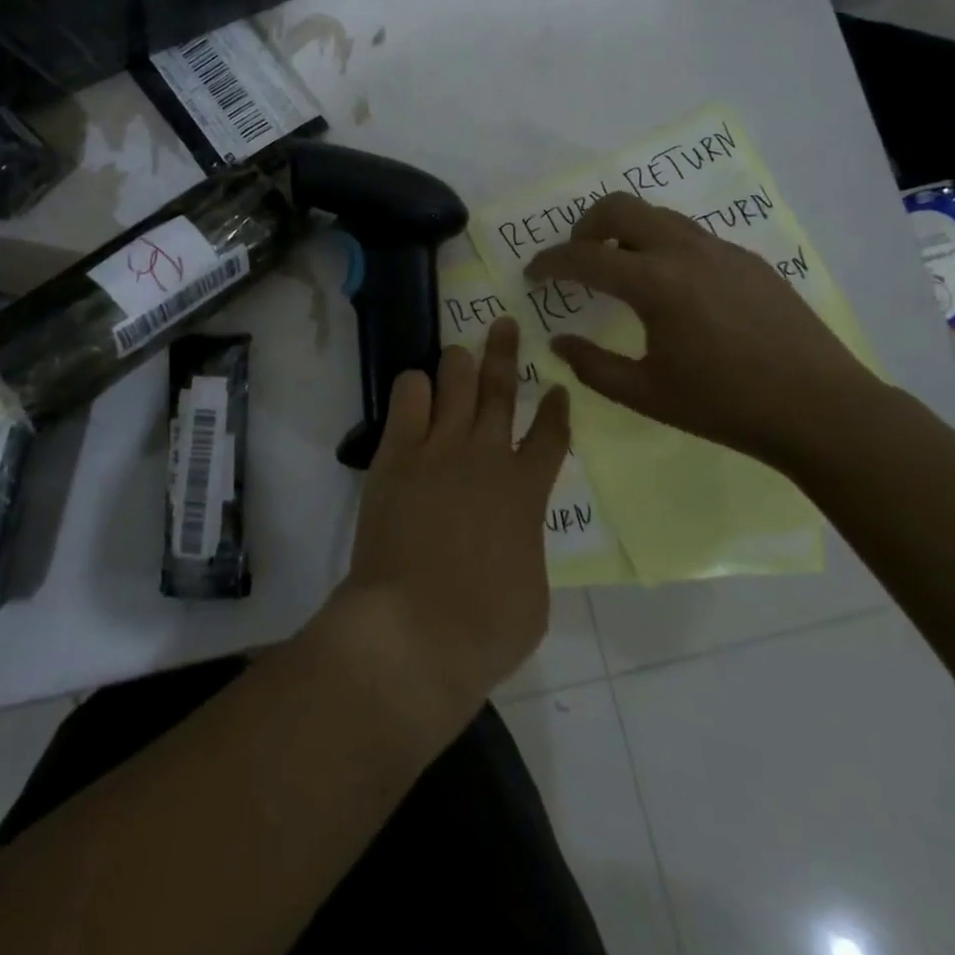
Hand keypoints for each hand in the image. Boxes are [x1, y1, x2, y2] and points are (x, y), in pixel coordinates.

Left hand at [335, 317, 570, 724]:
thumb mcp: (533, 592)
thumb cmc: (484, 627)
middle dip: (506, 352)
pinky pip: (408, 399)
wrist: (414, 630)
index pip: (550, 436)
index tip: (557, 387)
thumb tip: (513, 531)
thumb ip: (527, 545)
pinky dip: (415, 387)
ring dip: (459, 363)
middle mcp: (486, 457)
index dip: (556, 408)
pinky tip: (417, 389)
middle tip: (505, 324)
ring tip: (458, 352)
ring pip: (455, 382)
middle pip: (501, 389)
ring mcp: (439, 450)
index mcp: (527, 492)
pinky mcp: (397, 455)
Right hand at [525, 193, 877, 465]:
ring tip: (620, 270)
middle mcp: (685, 251)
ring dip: (625, 232)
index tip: (532, 274)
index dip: (549, 262)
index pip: (584, 257)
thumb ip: (591, 366)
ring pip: (657, 215)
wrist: (820, 409)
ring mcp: (721, 250)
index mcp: (655, 284)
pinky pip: (690, 236)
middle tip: (577, 259)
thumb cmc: (725, 406)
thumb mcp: (646, 394)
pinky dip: (662, 246)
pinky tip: (672, 290)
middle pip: (619, 207)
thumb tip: (558, 342)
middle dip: (584, 226)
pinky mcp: (748, 260)